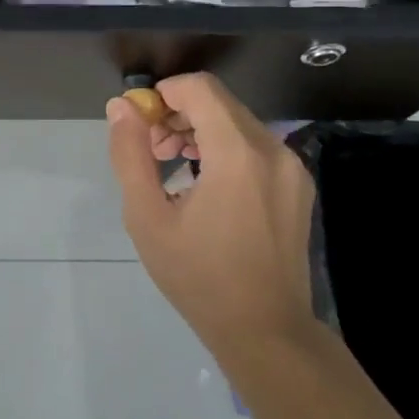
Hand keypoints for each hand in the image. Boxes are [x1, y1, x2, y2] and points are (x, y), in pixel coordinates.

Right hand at [106, 72, 316, 357]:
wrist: (264, 331)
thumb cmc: (198, 276)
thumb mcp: (147, 217)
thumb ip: (130, 154)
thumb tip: (120, 107)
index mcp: (238, 153)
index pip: (199, 88)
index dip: (163, 94)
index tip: (141, 125)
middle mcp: (273, 149)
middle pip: (219, 103)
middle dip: (178, 115)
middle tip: (153, 153)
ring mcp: (292, 167)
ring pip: (237, 123)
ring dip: (200, 132)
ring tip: (174, 168)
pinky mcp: (298, 185)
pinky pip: (255, 147)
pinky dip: (225, 149)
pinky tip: (206, 185)